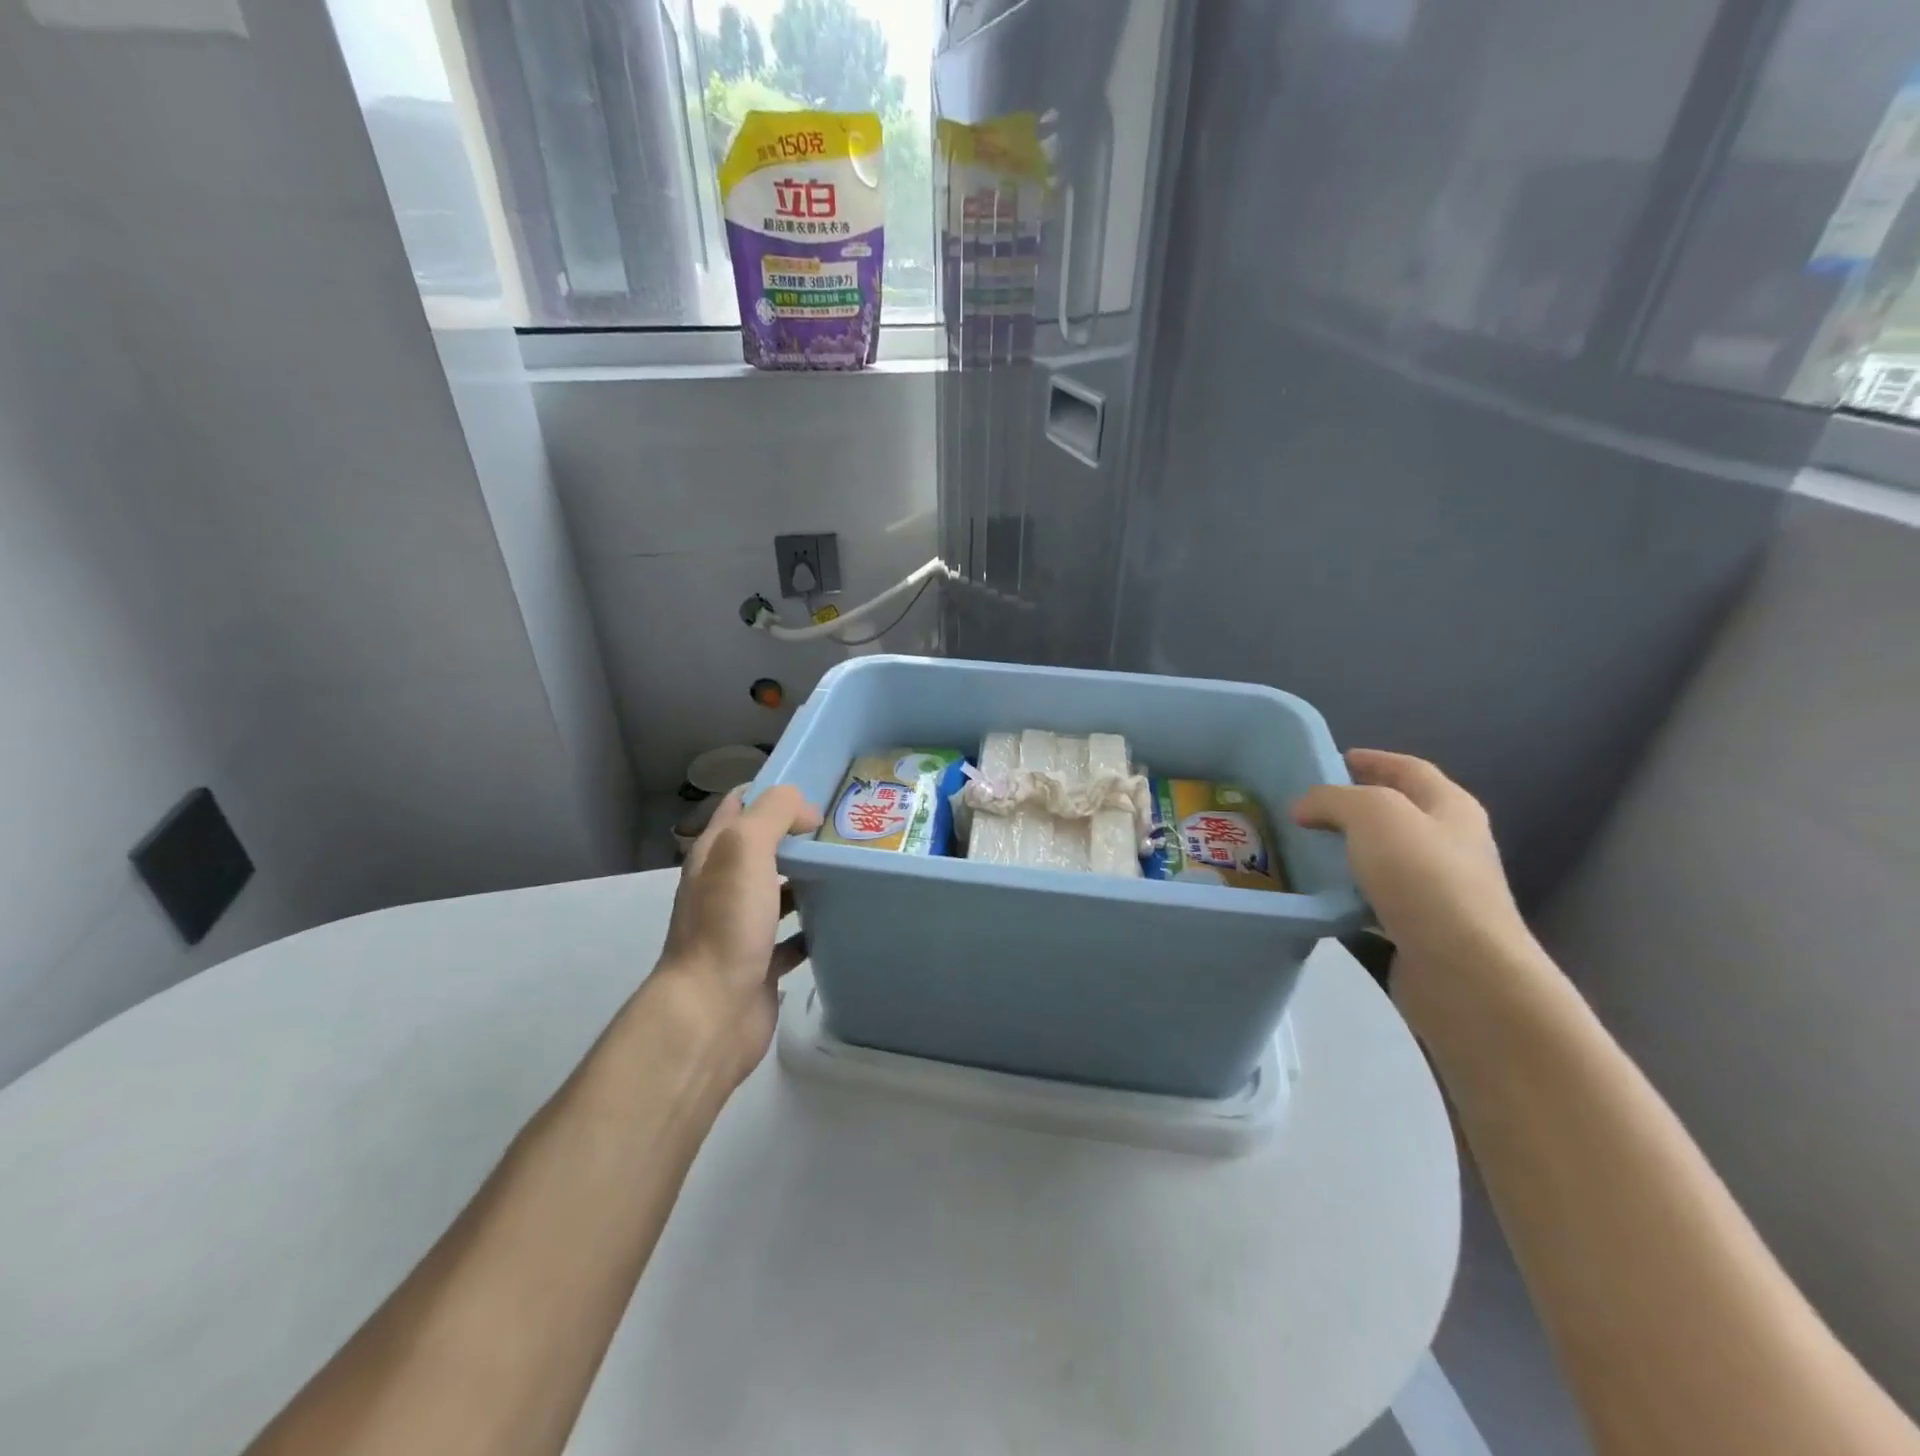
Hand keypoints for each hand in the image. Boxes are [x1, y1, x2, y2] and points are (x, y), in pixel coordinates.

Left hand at [655, 785, 821, 1087]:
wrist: (712, 1012)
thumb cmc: (726, 923)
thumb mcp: (744, 848)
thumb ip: (773, 814)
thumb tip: (806, 811)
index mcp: (715, 854)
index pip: (740, 805)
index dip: (774, 791)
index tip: (818, 788)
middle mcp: (724, 886)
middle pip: (764, 848)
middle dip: (799, 835)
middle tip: (845, 828)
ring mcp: (742, 926)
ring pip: (780, 890)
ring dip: (810, 879)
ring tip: (851, 867)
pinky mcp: (761, 962)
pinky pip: (793, 937)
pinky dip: (814, 927)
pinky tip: (842, 919)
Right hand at [1293, 750, 1546, 1020]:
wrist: (1464, 973)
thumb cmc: (1424, 880)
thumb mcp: (1374, 815)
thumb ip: (1334, 799)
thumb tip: (1305, 808)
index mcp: (1450, 808)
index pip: (1408, 768)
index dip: (1371, 760)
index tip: (1328, 760)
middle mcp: (1450, 843)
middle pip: (1397, 812)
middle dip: (1352, 805)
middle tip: (1304, 807)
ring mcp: (1438, 889)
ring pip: (1383, 856)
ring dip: (1346, 849)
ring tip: (1302, 848)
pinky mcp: (1420, 927)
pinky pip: (1376, 898)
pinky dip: (1347, 891)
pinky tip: (1318, 894)